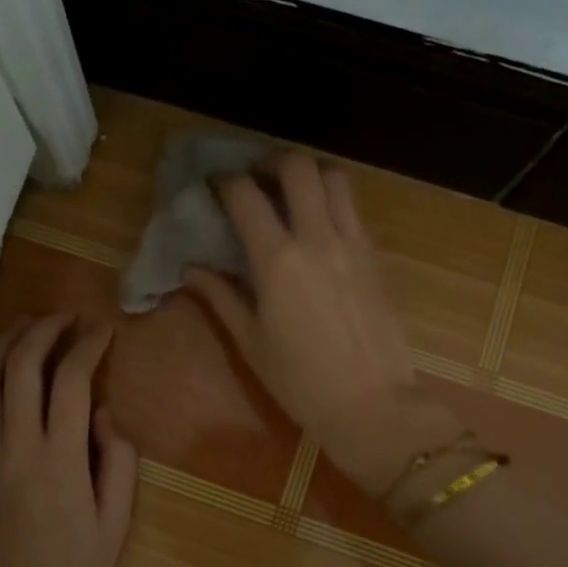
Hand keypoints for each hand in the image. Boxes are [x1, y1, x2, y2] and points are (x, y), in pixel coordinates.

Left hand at [0, 314, 138, 566]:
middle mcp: (18, 443)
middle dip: (43, 329)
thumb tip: (106, 415)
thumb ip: (120, 462)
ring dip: (2, 342)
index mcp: (61, 457)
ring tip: (23, 326)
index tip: (102, 332)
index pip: (72, 380)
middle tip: (63, 318)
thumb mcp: (116, 523)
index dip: (87, 346)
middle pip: (22, 365)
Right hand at [182, 153, 458, 494]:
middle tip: (257, 179)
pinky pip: (353, 208)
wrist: (373, 404)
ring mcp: (353, 243)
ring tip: (292, 193)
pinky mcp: (376, 255)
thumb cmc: (301, 381)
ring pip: (335, 178)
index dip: (225, 181)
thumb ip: (221, 297)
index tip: (213, 185)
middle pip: (298, 167)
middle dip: (272, 161)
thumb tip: (192, 270)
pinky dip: (333, 201)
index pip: (246, 195)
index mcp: (277, 260)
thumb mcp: (251, 342)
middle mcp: (317, 238)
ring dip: (309, 174)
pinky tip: (319, 225)